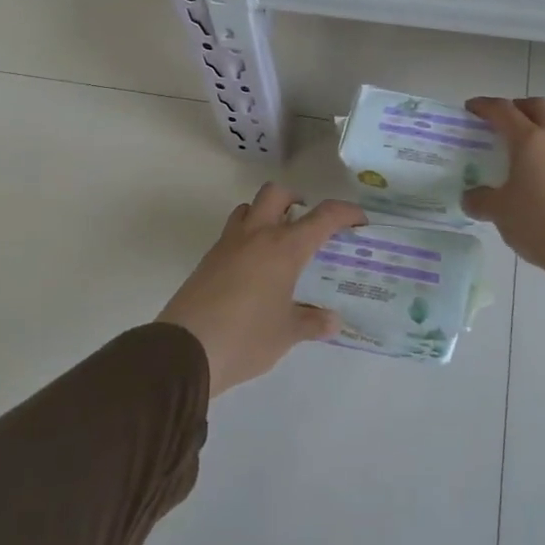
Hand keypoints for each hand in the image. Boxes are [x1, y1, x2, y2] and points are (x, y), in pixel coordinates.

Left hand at [158, 184, 365, 396]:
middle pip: (277, 193)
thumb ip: (312, 323)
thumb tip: (332, 321)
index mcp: (284, 248)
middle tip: (308, 223)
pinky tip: (254, 270)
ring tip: (279, 244)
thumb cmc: (245, 338)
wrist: (185, 351)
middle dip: (296, 199)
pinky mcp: (208, 260)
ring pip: (249, 208)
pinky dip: (248, 238)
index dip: (346, 213)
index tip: (359, 222)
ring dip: (266, 214)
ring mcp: (228, 244)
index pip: (323, 216)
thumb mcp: (287, 334)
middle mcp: (256, 235)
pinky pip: (232, 233)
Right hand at [462, 97, 544, 299]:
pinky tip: (542, 189)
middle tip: (501, 124)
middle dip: (518, 108)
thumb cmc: (539, 221)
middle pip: (538, 108)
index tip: (470, 108)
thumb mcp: (500, 212)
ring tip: (519, 164)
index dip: (484, 105)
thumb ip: (480, 200)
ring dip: (537, 139)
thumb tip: (470, 197)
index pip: (503, 110)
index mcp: (530, 140)